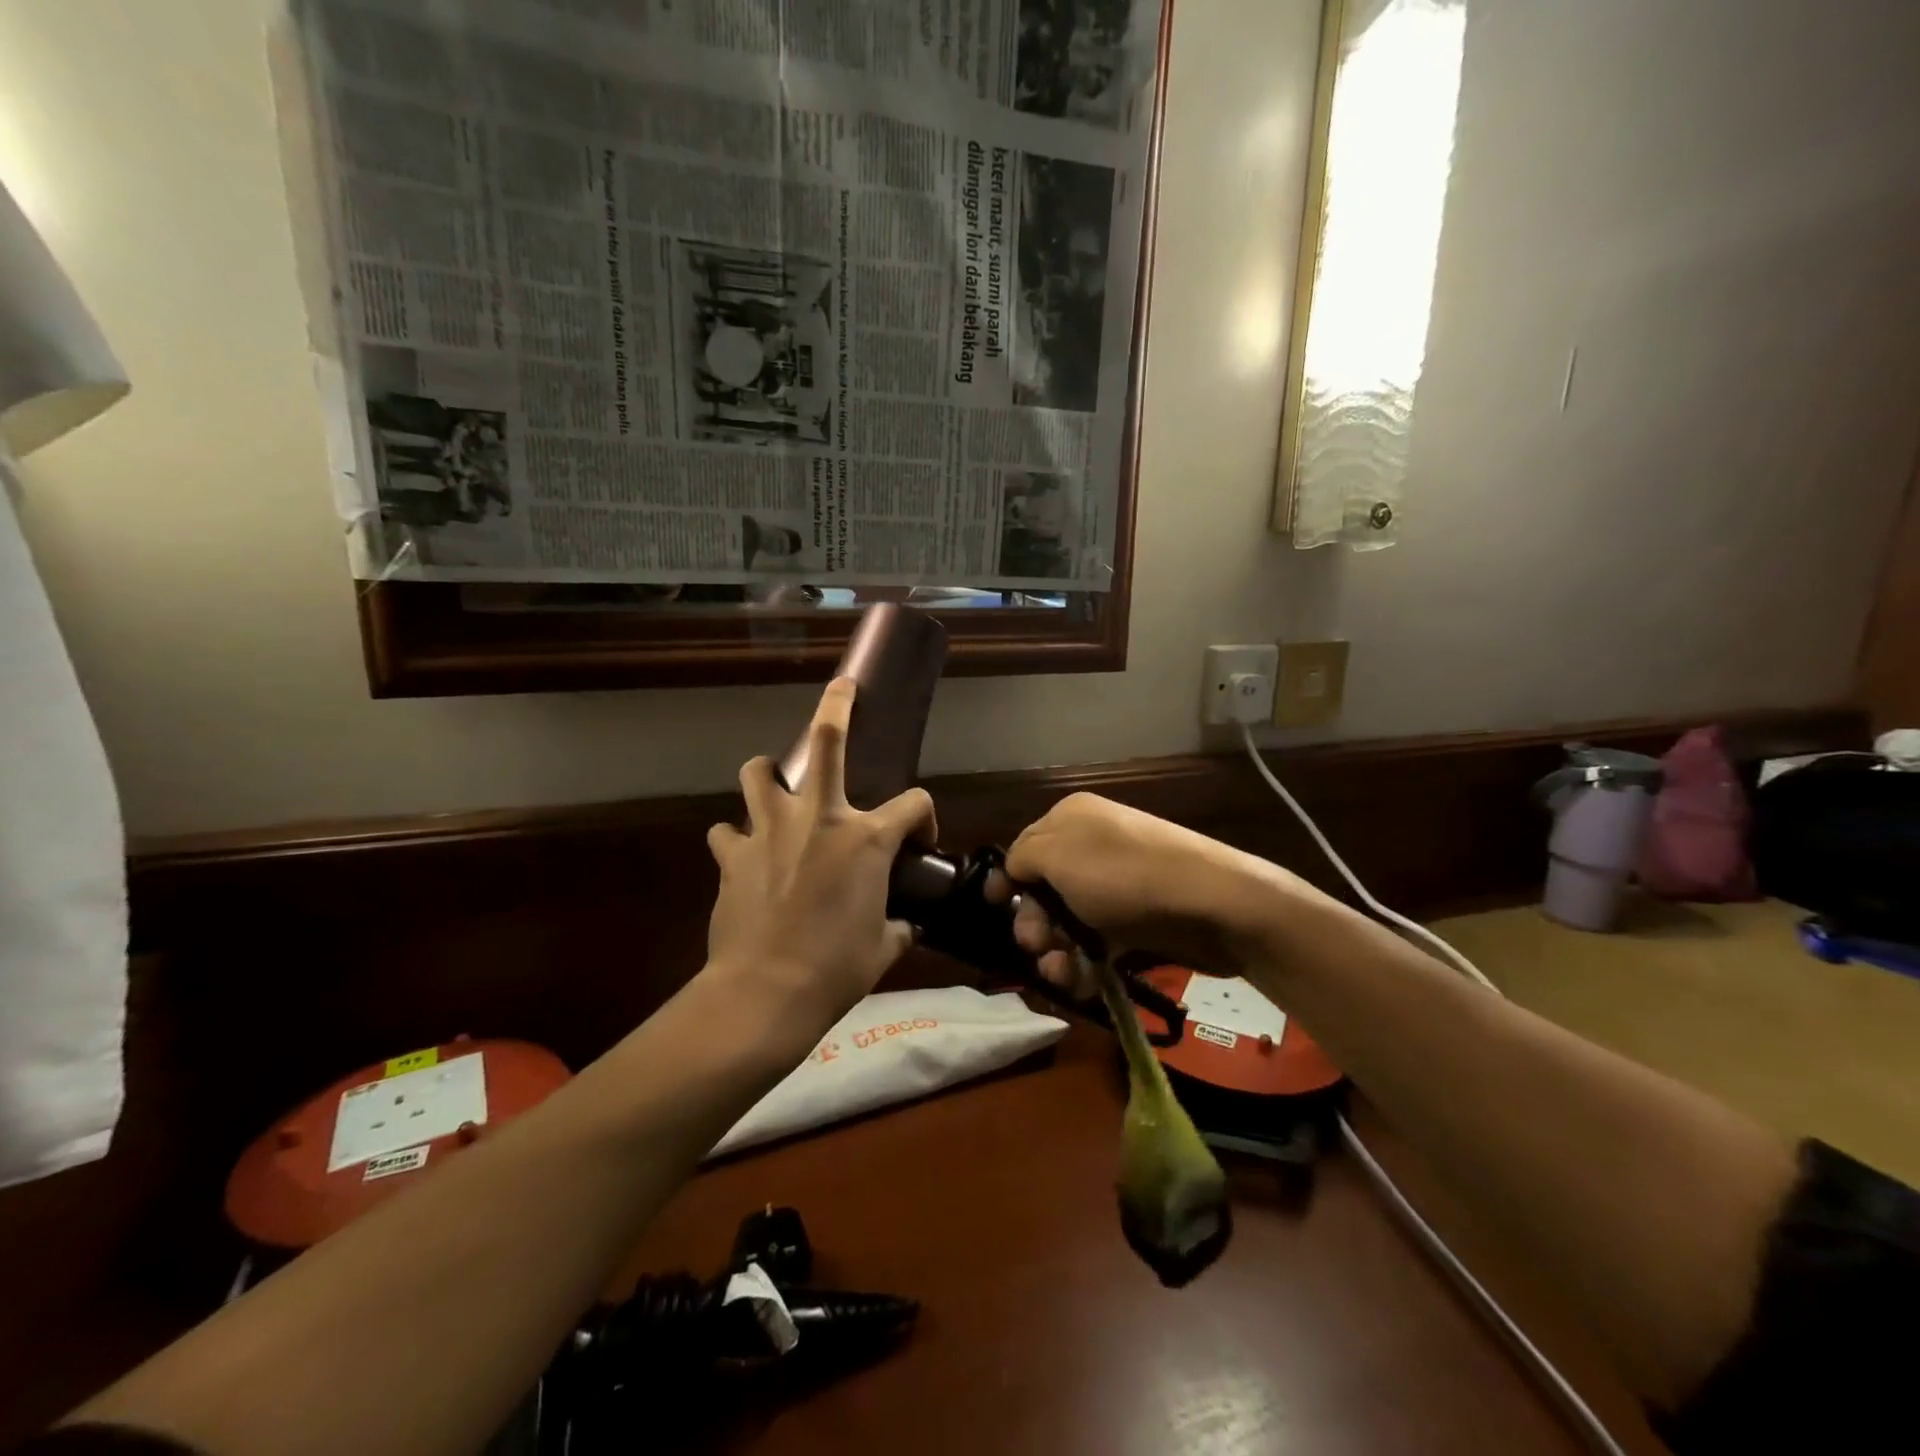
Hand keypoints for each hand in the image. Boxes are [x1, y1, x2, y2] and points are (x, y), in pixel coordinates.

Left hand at [706, 677, 936, 1026]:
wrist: (766, 992)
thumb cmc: (836, 969)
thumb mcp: (883, 948)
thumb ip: (898, 927)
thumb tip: (904, 925)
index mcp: (866, 838)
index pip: (913, 803)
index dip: (924, 817)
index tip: (920, 841)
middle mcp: (819, 818)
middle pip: (826, 741)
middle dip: (836, 706)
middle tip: (841, 688)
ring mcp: (770, 830)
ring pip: (758, 772)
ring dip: (766, 773)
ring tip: (772, 785)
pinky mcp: (732, 854)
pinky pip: (728, 830)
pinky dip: (736, 836)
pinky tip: (742, 853)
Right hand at [987, 793, 1315, 998]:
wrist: (1212, 903)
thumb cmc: (1123, 875)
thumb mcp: (1057, 855)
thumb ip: (1021, 858)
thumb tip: (1015, 870)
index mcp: (1071, 818)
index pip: (1025, 848)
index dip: (1008, 881)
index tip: (996, 910)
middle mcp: (1093, 845)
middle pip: (1044, 888)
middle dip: (1034, 922)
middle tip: (1037, 946)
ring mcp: (1118, 883)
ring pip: (1070, 921)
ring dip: (1057, 951)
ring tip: (1060, 974)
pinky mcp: (1138, 919)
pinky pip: (1099, 941)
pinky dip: (1086, 963)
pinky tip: (1081, 983)